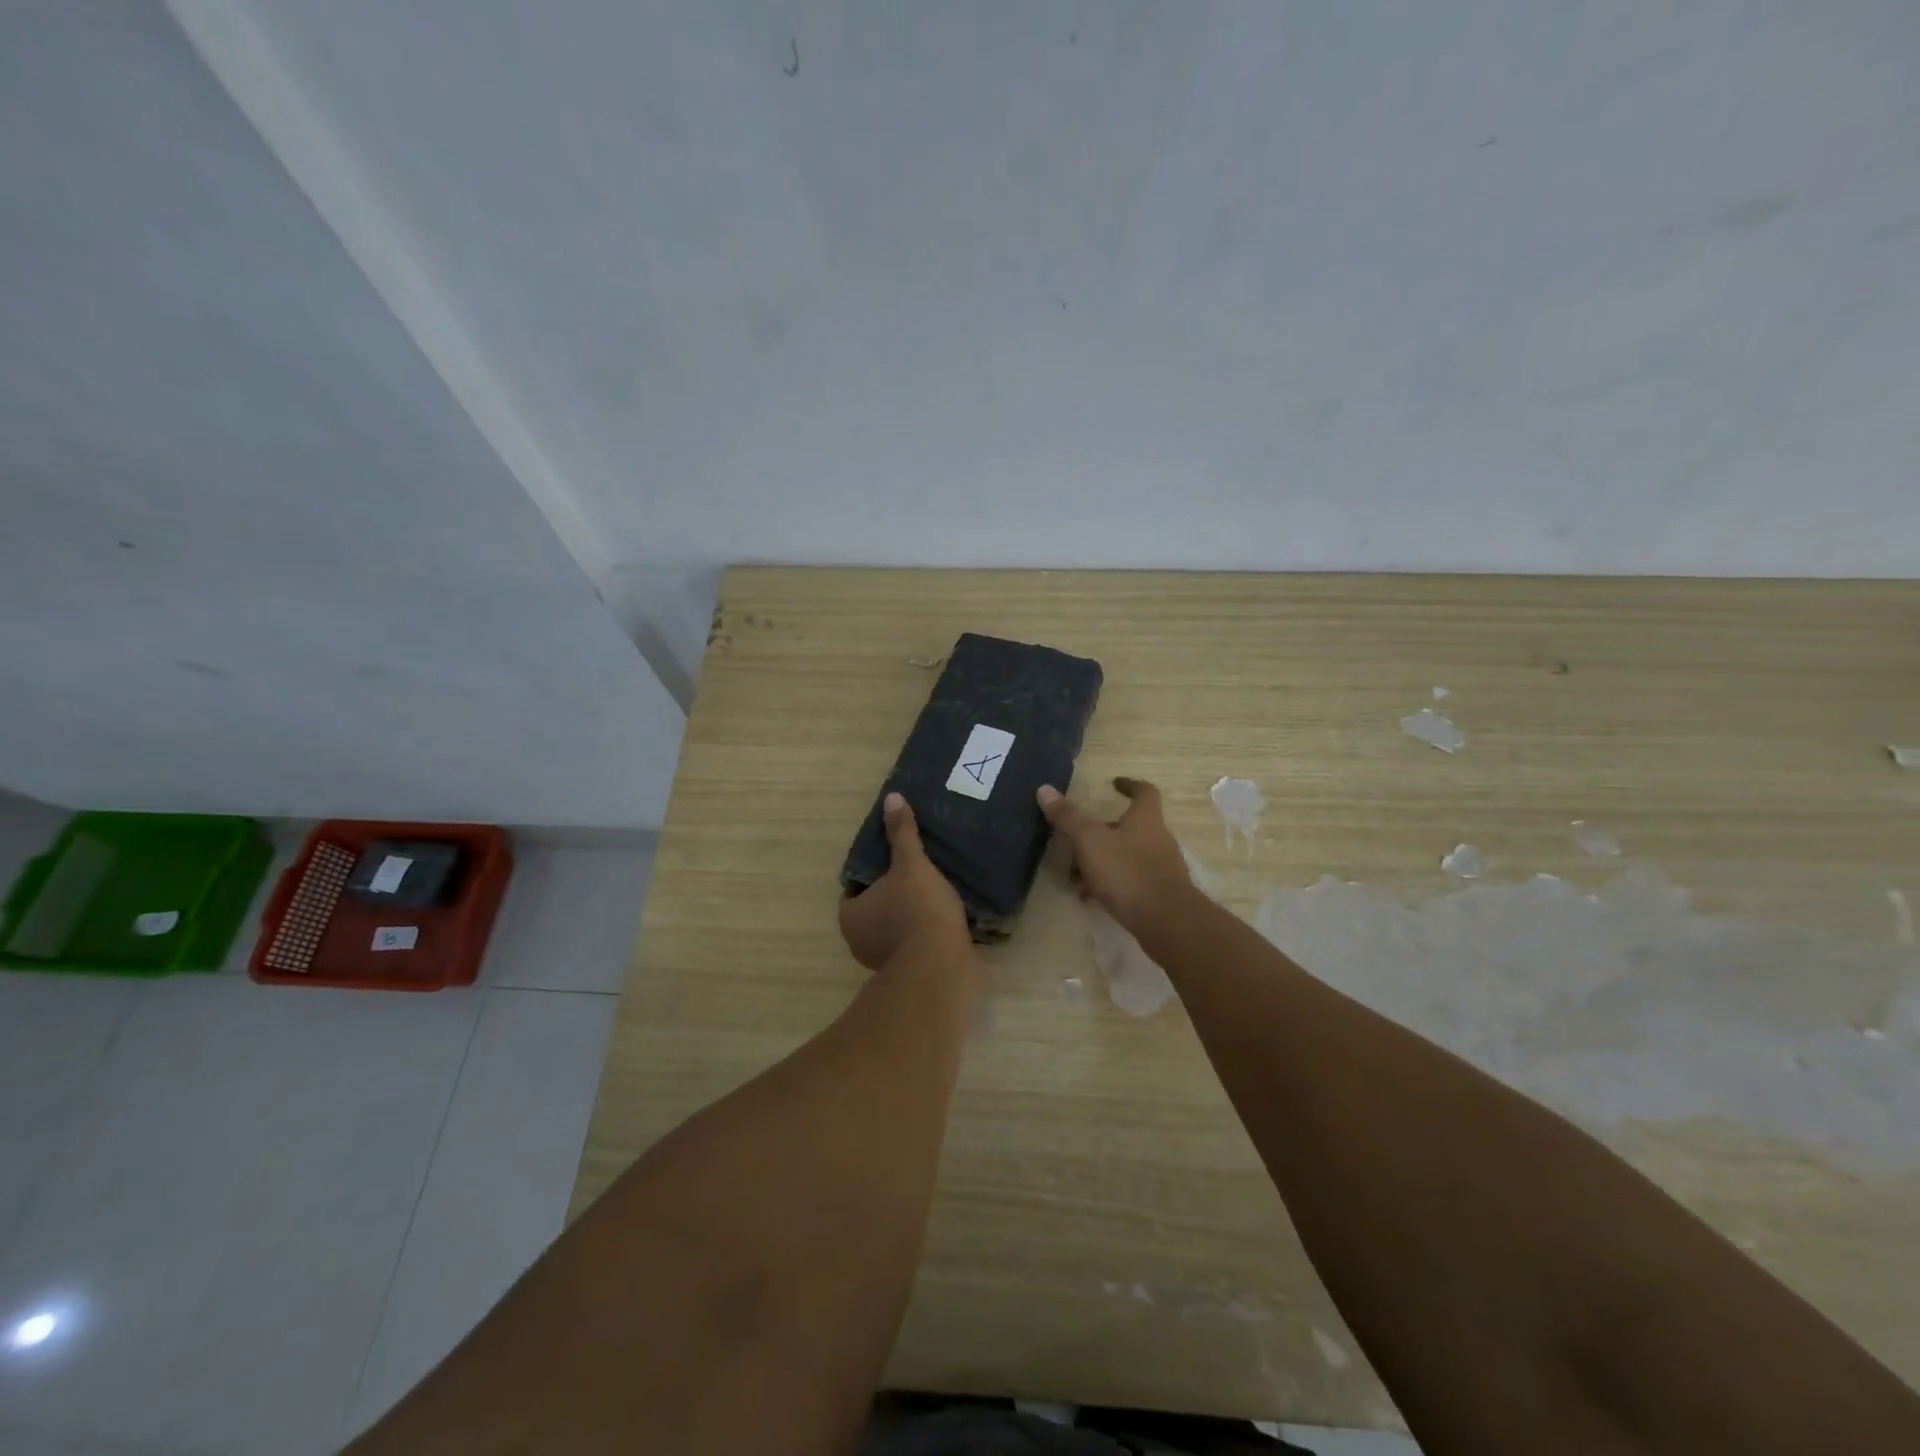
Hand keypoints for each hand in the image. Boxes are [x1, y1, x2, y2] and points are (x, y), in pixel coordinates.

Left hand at [839, 792, 971, 970]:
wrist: (944, 966)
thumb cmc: (918, 910)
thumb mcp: (910, 863)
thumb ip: (901, 833)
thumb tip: (892, 798)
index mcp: (851, 916)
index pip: (855, 886)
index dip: (873, 870)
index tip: (894, 858)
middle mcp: (860, 941)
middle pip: (877, 907)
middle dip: (894, 892)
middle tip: (918, 869)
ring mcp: (885, 962)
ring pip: (897, 927)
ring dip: (913, 913)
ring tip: (938, 889)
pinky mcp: (913, 973)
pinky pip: (917, 943)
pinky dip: (928, 930)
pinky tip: (949, 914)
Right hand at [1037, 777, 1195, 936]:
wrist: (1166, 921)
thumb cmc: (1128, 871)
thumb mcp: (1090, 840)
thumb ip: (1068, 817)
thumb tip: (1044, 789)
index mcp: (1145, 819)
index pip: (1144, 792)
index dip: (1130, 785)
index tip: (1114, 784)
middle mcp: (1157, 839)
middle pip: (1128, 827)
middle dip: (1099, 833)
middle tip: (1075, 842)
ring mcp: (1159, 868)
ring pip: (1124, 856)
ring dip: (1100, 862)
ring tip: (1075, 877)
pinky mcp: (1157, 894)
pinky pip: (1129, 881)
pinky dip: (1109, 884)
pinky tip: (1090, 898)